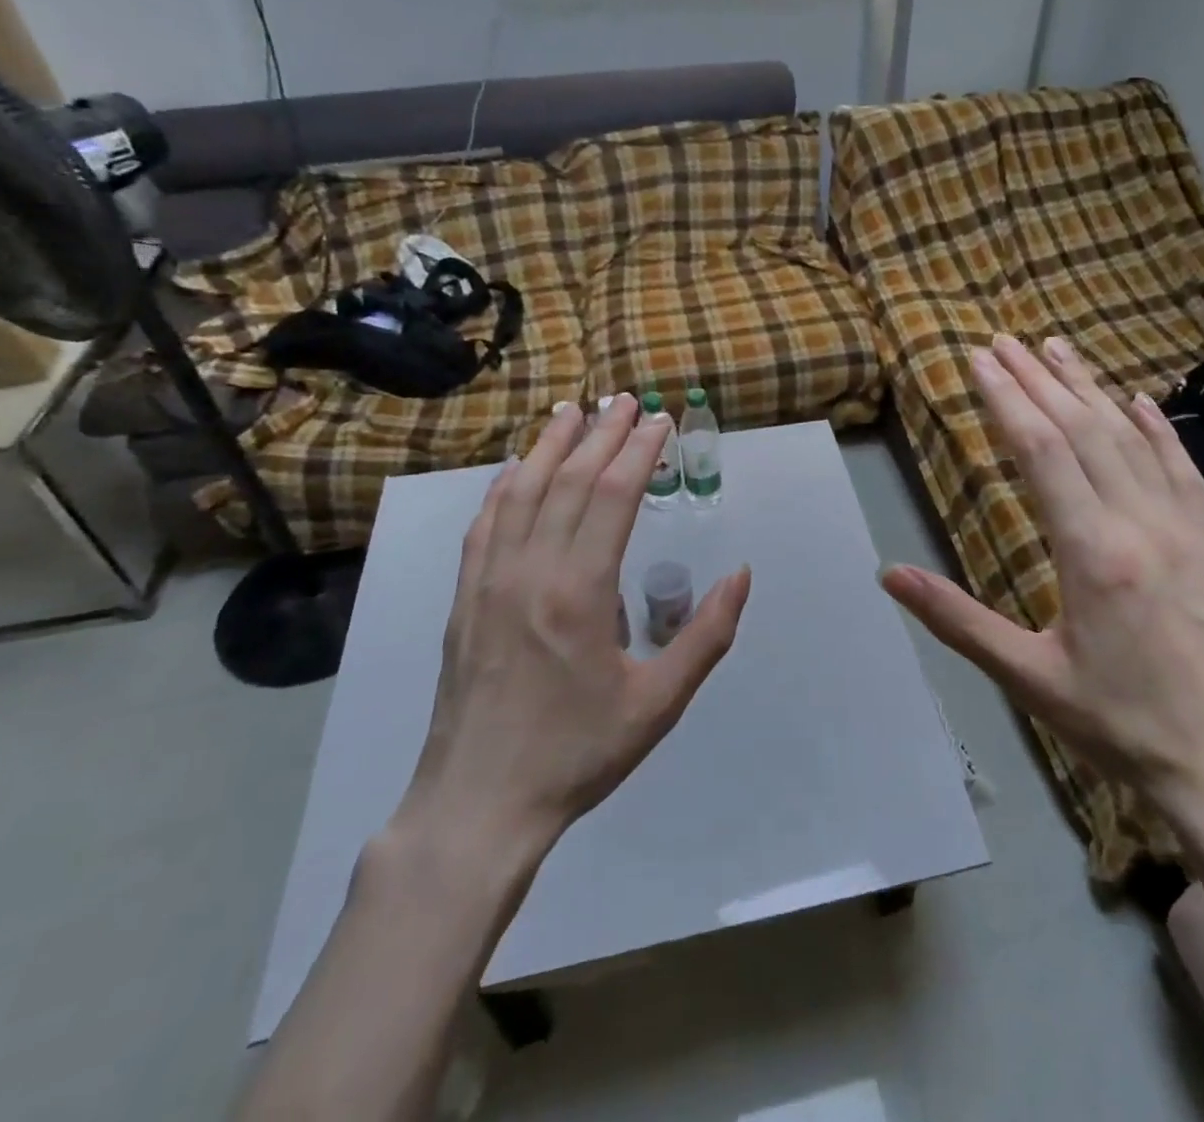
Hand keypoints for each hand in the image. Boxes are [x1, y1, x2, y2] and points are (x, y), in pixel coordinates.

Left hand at [393, 395, 752, 858]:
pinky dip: (504, 486)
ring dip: (550, 445)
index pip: (613, 497)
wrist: (479, 804)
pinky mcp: (464, 598)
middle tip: (625, 400)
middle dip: (602, 434)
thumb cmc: (577, 754)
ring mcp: (488, 581)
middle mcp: (530, 571)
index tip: (660, 421)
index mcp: (580, 593)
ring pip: (521, 492)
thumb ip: (707, 636)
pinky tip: (516, 469)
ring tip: (571, 410)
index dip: (639, 451)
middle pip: (569, 481)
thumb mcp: (659, 705)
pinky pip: (484, 524)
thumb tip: (740, 575)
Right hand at [881, 334, 1203, 843]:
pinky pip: (1181, 468)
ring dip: (1089, 388)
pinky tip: (1139, 401)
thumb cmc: (1121, 726)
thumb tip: (889, 574)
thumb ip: (957, 620)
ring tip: (1056, 349)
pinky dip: (1156, 428)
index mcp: (1092, 552)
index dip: (1006, 399)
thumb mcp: (1028, 678)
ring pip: (1130, 438)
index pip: (1041, 451)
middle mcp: (1140, 524)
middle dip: (1038, 380)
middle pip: (1082, 430)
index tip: (979, 361)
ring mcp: (1183, 528)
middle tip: (1003, 341)